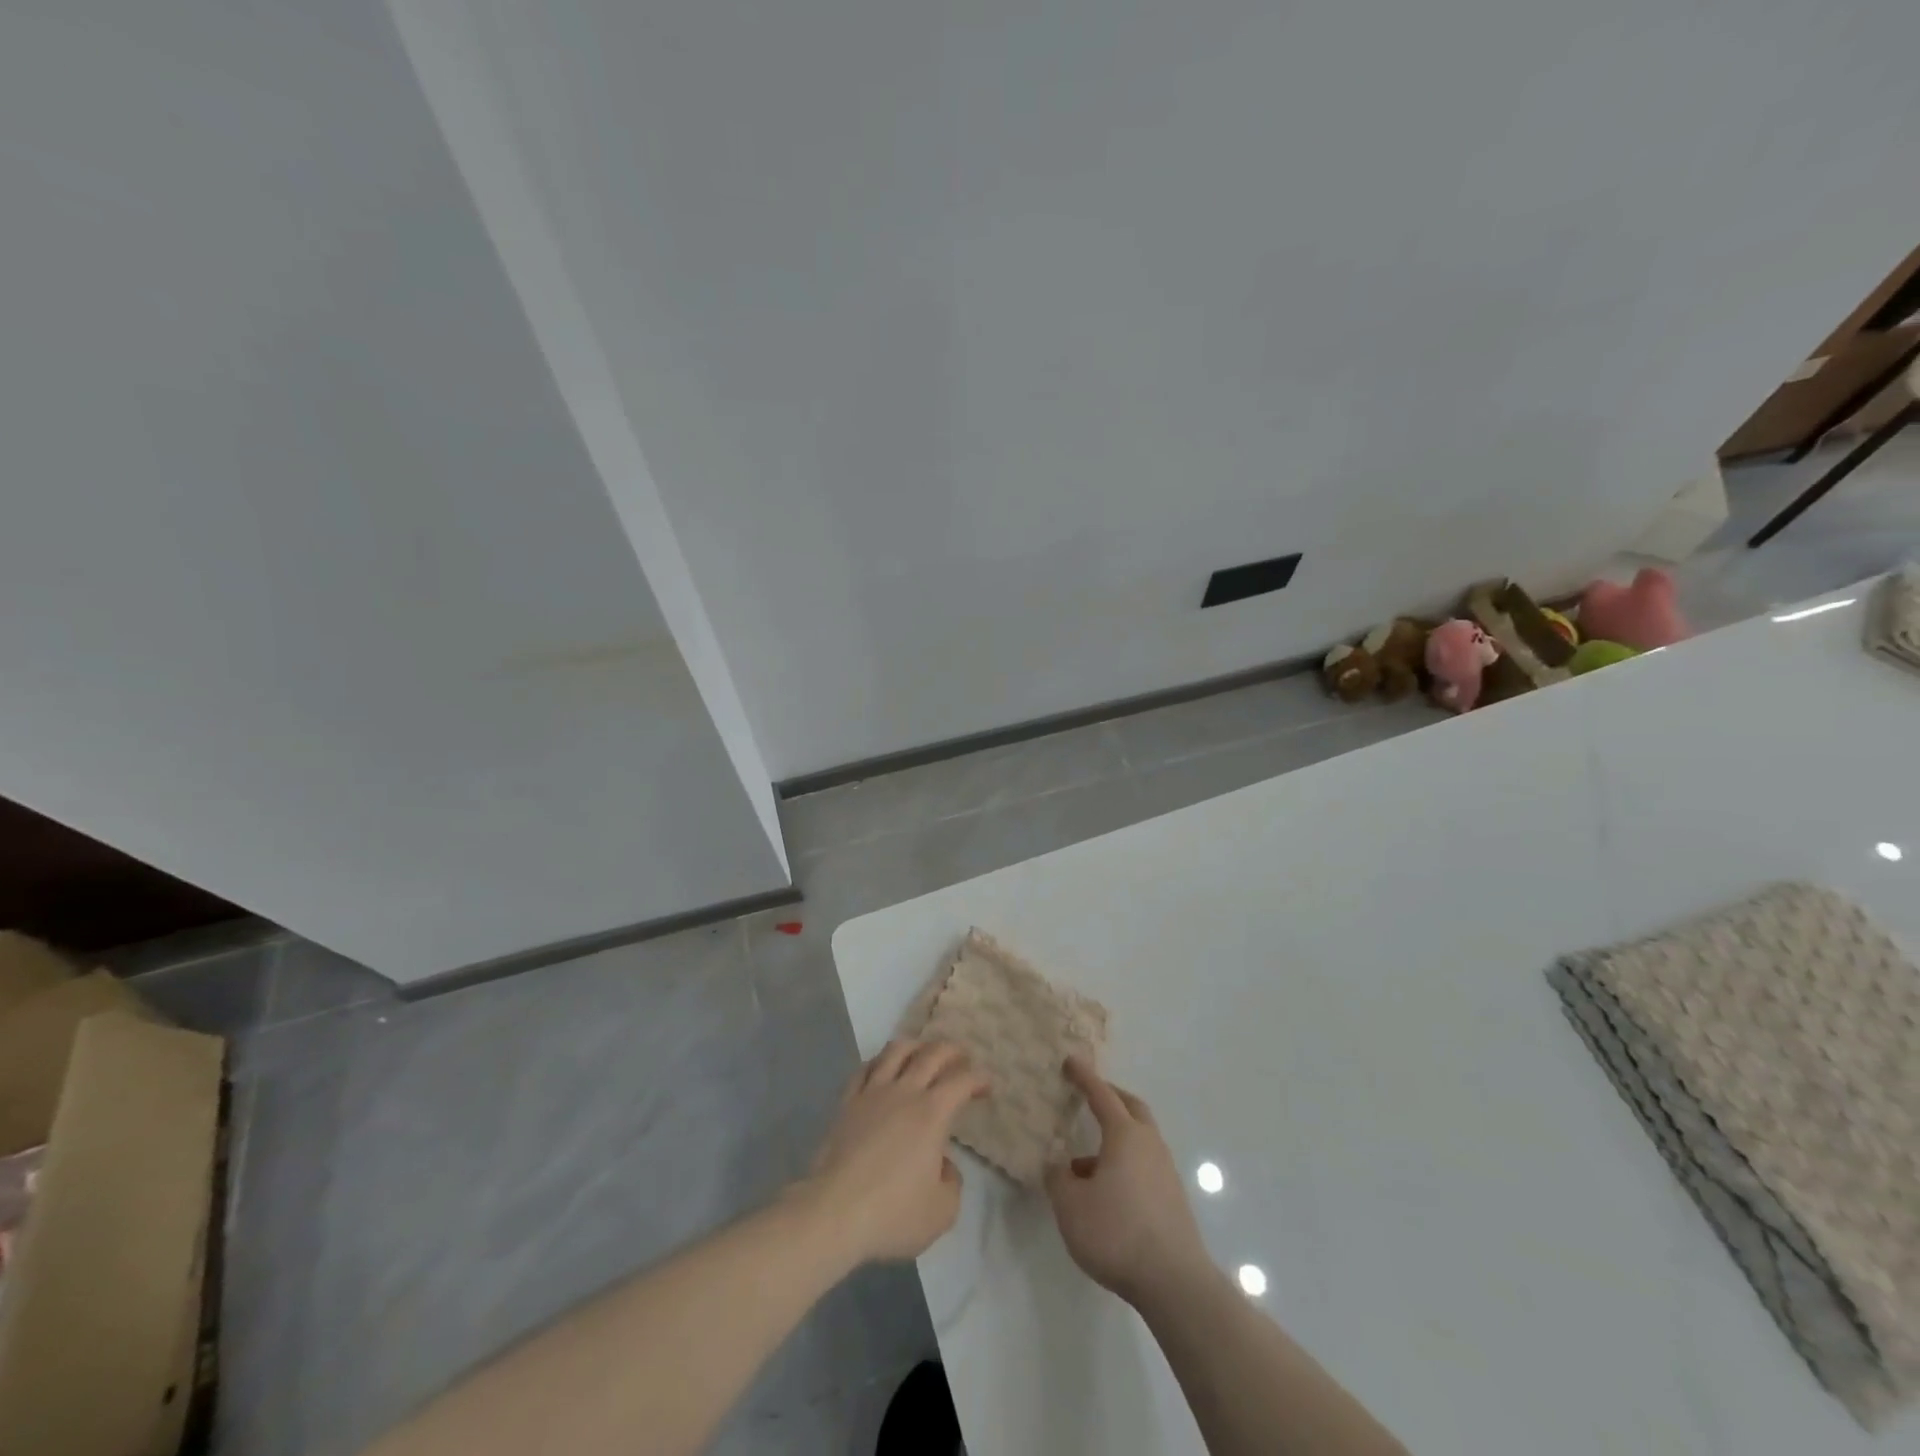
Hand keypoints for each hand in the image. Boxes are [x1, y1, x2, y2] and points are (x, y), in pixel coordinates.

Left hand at [803, 1039, 987, 1265]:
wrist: (833, 1212)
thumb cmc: (892, 1213)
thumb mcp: (941, 1211)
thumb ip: (952, 1182)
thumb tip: (942, 1163)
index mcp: (932, 1113)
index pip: (962, 1081)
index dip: (979, 1078)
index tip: (986, 1087)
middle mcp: (904, 1092)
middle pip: (932, 1053)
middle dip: (952, 1051)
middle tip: (961, 1059)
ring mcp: (872, 1092)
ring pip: (896, 1050)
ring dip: (916, 1046)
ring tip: (922, 1053)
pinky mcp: (847, 1102)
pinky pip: (865, 1069)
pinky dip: (880, 1062)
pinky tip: (882, 1068)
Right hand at [1046, 1056, 1210, 1306]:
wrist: (1174, 1282)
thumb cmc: (1117, 1233)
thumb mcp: (1071, 1206)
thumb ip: (1058, 1179)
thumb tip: (1059, 1165)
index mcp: (1125, 1135)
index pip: (1102, 1094)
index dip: (1084, 1077)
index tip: (1071, 1061)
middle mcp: (1149, 1144)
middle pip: (1131, 1108)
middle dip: (1110, 1097)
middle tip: (1089, 1096)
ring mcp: (1165, 1171)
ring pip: (1139, 1138)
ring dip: (1115, 1137)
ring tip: (1084, 1162)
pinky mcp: (1172, 1198)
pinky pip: (1144, 1164)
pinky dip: (1124, 1163)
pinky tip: (1106, 1191)